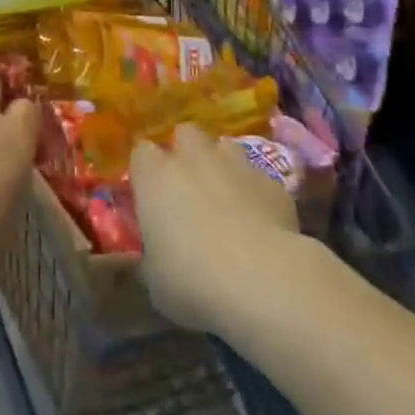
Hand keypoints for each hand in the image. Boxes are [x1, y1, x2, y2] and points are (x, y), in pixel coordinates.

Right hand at [130, 123, 299, 333]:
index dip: (145, 170)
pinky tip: (260, 221)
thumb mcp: (155, 281)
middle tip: (188, 186)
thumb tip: (148, 257)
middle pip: (184, 134)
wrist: (263, 279)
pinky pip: (258, 178)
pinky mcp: (273, 182)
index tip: (149, 193)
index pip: (141, 153)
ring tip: (225, 196)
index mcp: (155, 176)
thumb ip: (149, 258)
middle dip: (185, 152)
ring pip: (225, 146)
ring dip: (221, 165)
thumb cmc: (192, 279)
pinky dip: (255, 192)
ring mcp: (236, 164)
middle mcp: (193, 158)